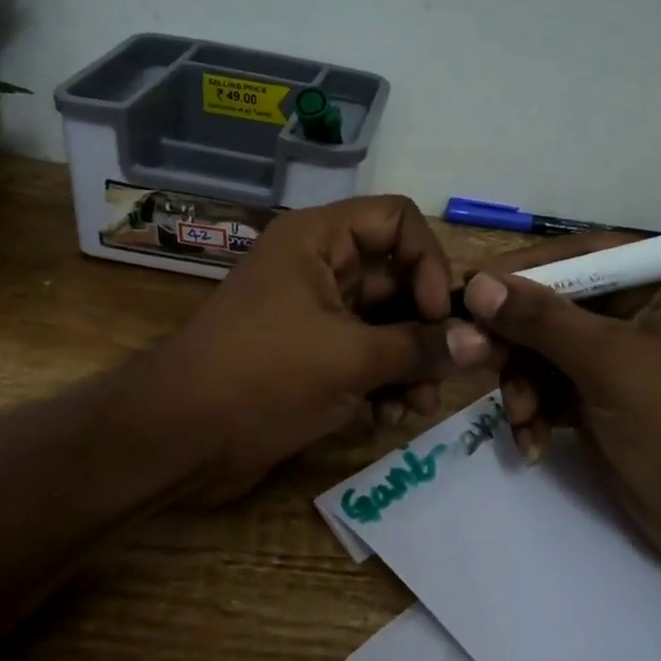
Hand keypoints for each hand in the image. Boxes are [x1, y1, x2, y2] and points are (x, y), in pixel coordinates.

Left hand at [141, 195, 494, 502]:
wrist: (177, 440)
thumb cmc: (262, 378)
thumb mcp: (350, 360)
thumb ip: (420, 348)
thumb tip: (483, 343)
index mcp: (319, 240)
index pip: (398, 220)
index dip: (428, 262)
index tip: (438, 315)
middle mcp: (320, 266)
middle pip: (399, 276)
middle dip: (427, 326)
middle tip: (448, 372)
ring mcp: (315, 313)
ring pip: (386, 322)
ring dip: (411, 361)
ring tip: (419, 406)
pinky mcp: (311, 355)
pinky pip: (365, 354)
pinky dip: (385, 381)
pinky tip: (391, 417)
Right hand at [457, 242, 660, 574]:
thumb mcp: (609, 364)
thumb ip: (541, 320)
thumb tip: (477, 284)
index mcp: (658, 280)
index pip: (575, 255)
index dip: (519, 272)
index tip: (468, 292)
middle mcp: (636, 308)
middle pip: (551, 304)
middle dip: (515, 341)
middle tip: (470, 359)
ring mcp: (617, 354)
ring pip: (542, 349)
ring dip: (521, 384)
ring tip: (520, 419)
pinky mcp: (601, 395)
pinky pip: (549, 386)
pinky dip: (535, 410)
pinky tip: (533, 442)